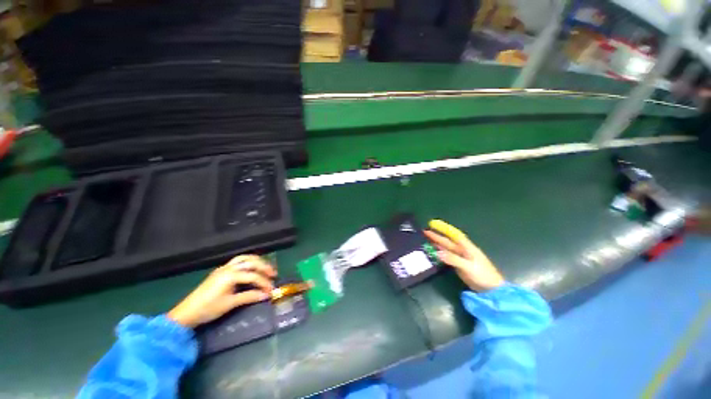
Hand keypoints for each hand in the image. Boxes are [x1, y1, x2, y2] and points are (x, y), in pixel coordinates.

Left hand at [167, 255, 275, 327]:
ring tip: (265, 268)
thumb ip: (249, 297)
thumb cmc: (208, 309)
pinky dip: (248, 261)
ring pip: (244, 258)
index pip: (253, 276)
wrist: (186, 313)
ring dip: (257, 261)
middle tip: (273, 274)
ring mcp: (224, 268)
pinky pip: (238, 261)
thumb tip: (266, 295)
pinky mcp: (221, 270)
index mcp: (230, 276)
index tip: (271, 290)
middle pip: (251, 262)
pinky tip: (252, 268)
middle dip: (264, 267)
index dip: (264, 282)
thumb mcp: (230, 304)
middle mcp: (228, 268)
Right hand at [424, 219, 504, 291]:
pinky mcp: (459, 265)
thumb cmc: (483, 275)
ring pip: (447, 248)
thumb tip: (437, 252)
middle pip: (448, 241)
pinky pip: (447, 256)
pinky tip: (435, 251)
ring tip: (427, 239)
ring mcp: (461, 258)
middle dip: (437, 236)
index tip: (434, 224)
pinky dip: (440, 253)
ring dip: (437, 243)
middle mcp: (463, 250)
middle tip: (425, 232)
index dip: (444, 229)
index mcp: (467, 248)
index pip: (454, 235)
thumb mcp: (468, 267)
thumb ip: (453, 259)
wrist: (491, 289)